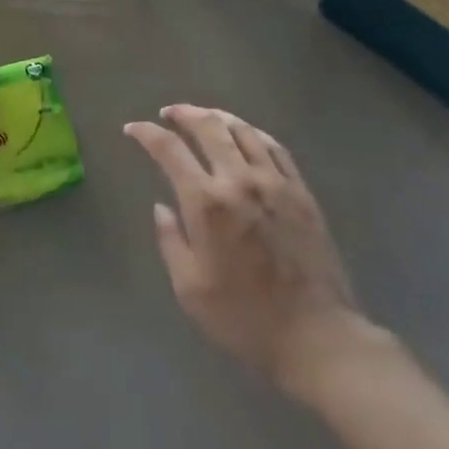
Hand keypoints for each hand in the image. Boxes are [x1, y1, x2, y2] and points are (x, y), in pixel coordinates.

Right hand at [127, 105, 366, 394]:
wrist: (316, 336)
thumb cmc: (243, 318)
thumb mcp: (190, 289)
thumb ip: (171, 241)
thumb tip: (162, 207)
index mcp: (206, 202)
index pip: (169, 149)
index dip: (146, 133)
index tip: (133, 129)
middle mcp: (238, 180)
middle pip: (208, 126)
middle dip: (183, 113)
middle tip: (168, 113)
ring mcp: (274, 182)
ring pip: (242, 130)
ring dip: (217, 116)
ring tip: (203, 116)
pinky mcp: (301, 192)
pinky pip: (274, 147)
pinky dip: (253, 132)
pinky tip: (245, 134)